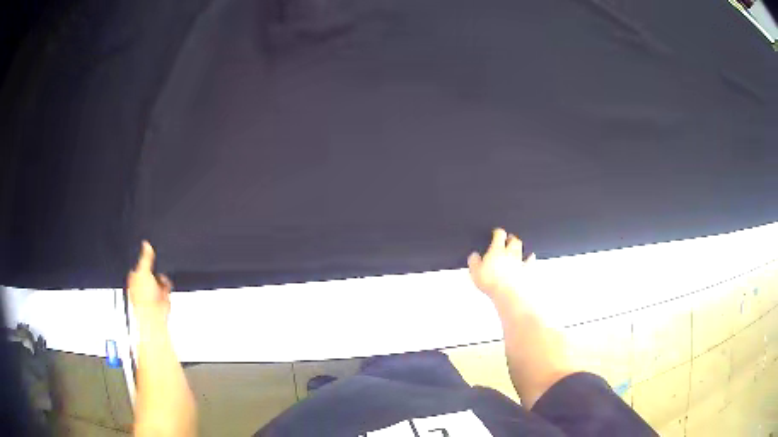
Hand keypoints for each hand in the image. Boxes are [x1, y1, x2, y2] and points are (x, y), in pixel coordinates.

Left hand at [128, 241, 171, 319]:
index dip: (143, 257)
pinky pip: (166, 283)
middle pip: (150, 268)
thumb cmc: (143, 297)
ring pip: (159, 275)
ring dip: (162, 276)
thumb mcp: (143, 271)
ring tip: (160, 280)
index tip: (148, 251)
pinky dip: (167, 284)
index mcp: (134, 276)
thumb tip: (146, 243)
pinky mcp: (162, 294)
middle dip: (154, 267)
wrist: (154, 314)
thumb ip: (145, 257)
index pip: (138, 262)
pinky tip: (165, 286)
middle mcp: (143, 282)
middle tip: (155, 268)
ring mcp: (153, 289)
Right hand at [468, 228, 535, 300]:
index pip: (499, 235)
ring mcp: (519, 261)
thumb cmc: (492, 282)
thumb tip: (473, 256)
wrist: (508, 293)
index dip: (498, 232)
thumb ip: (474, 261)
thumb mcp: (475, 272)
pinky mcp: (526, 270)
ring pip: (521, 249)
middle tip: (509, 237)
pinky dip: (530, 258)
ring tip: (518, 244)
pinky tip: (531, 257)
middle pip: (513, 240)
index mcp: (497, 250)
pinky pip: (530, 261)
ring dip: (519, 246)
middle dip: (511, 237)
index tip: (496, 232)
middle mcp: (510, 253)